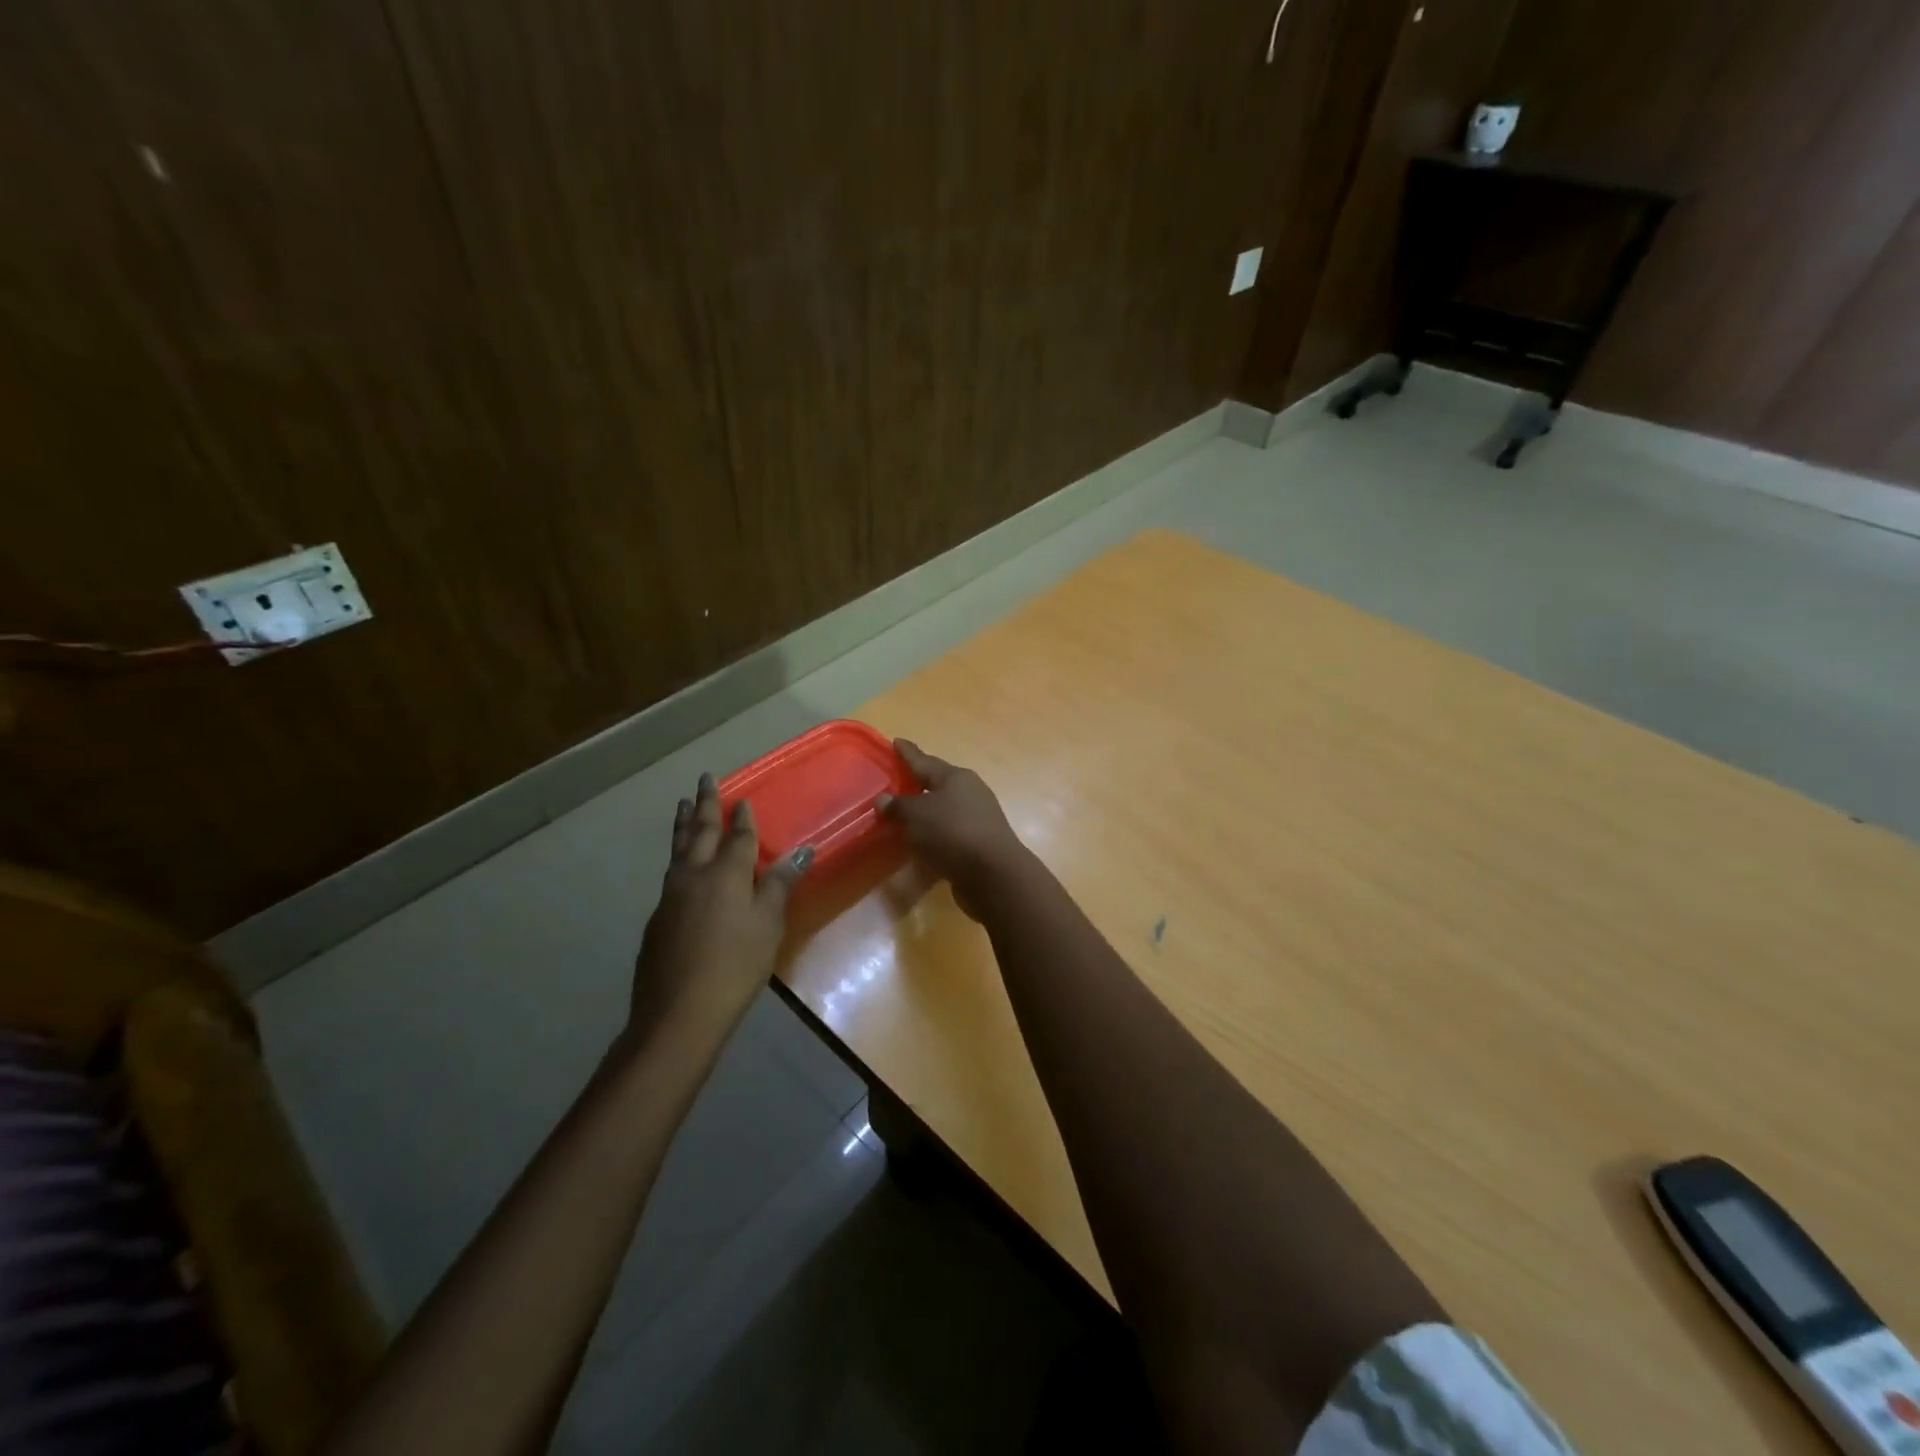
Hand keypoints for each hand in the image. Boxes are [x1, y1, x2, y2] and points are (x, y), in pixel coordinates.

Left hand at [629, 773, 812, 1043]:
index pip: (737, 837)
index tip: (742, 799)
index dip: (742, 818)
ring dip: (683, 824)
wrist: (680, 1011)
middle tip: (704, 780)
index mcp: (726, 873)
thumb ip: (780, 884)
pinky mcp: (657, 918)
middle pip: (699, 831)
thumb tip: (802, 850)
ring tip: (682, 805)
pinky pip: (670, 873)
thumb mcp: (769, 924)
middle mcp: (694, 875)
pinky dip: (677, 856)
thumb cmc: (736, 965)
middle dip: (704, 805)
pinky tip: (680, 864)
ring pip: (678, 849)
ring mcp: (670, 895)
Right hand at [876, 740, 1027, 915]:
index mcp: (955, 777)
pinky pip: (949, 831)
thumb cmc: (952, 832)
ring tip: (905, 812)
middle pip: (938, 783)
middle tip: (898, 779)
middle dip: (919, 781)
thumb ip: (899, 806)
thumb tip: (883, 799)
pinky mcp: (979, 843)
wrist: (993, 873)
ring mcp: (977, 818)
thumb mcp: (917, 815)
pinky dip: (934, 833)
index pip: (924, 760)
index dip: (908, 753)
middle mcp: (970, 792)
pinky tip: (922, 839)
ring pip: (945, 808)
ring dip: (927, 810)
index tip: (896, 741)